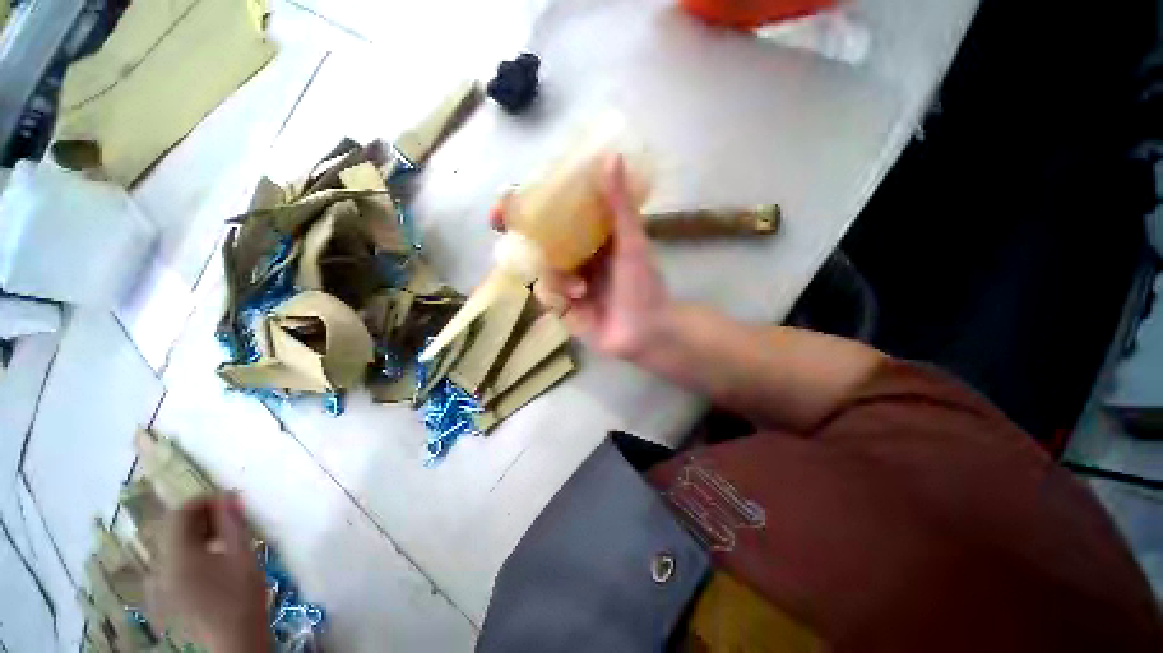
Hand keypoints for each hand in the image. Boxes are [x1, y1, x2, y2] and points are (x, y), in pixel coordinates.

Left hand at [149, 493, 270, 652]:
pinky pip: (169, 563)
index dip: (203, 501)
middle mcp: (159, 567)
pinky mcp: (162, 596)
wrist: (234, 642)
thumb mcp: (244, 555)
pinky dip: (188, 554)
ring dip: (195, 536)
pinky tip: (209, 565)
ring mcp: (157, 584)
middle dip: (200, 520)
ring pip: (171, 546)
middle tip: (229, 524)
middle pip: (172, 529)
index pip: (180, 513)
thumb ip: (233, 523)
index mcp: (176, 556)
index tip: (229, 504)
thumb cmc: (241, 596)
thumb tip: (228, 495)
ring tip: (223, 544)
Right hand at [490, 154, 670, 357]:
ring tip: (579, 289)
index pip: (556, 214)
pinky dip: (557, 296)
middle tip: (498, 220)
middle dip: (516, 231)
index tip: (510, 193)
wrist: (645, 332)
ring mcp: (566, 282)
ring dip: (554, 276)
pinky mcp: (561, 306)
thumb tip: (612, 156)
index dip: (531, 203)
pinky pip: (544, 294)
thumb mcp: (631, 243)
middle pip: (536, 239)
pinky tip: (578, 302)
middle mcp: (575, 257)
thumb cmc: (643, 285)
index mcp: (590, 238)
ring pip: (537, 268)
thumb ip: (620, 205)